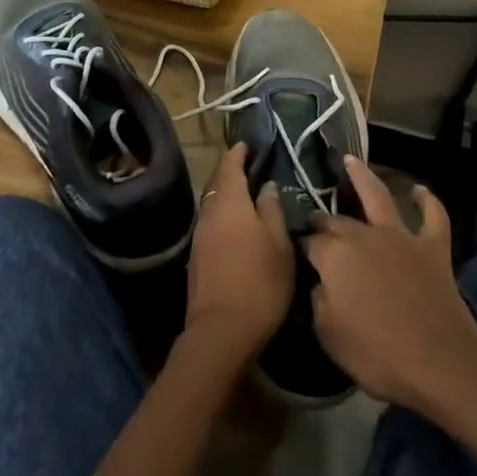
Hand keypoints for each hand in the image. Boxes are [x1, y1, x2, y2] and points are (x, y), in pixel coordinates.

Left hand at [185, 145, 293, 362]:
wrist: (221, 331)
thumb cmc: (260, 283)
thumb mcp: (279, 245)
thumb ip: (272, 211)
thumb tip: (267, 186)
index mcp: (230, 204)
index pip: (230, 167)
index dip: (238, 154)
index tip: (246, 144)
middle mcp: (209, 214)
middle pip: (217, 184)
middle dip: (230, 172)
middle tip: (247, 165)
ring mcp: (199, 236)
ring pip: (212, 204)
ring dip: (226, 194)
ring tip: (245, 193)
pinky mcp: (196, 257)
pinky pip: (210, 223)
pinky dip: (222, 215)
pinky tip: (235, 225)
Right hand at [306, 158, 476, 412]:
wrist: (438, 362)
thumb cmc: (376, 353)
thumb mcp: (327, 334)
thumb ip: (318, 300)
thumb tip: (320, 282)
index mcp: (334, 255)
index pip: (310, 242)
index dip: (302, 246)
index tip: (295, 252)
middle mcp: (364, 235)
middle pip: (337, 219)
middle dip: (323, 218)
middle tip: (315, 219)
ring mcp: (401, 237)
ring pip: (379, 196)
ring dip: (364, 176)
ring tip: (352, 160)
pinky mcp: (433, 247)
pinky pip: (432, 216)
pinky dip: (427, 201)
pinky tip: (419, 190)